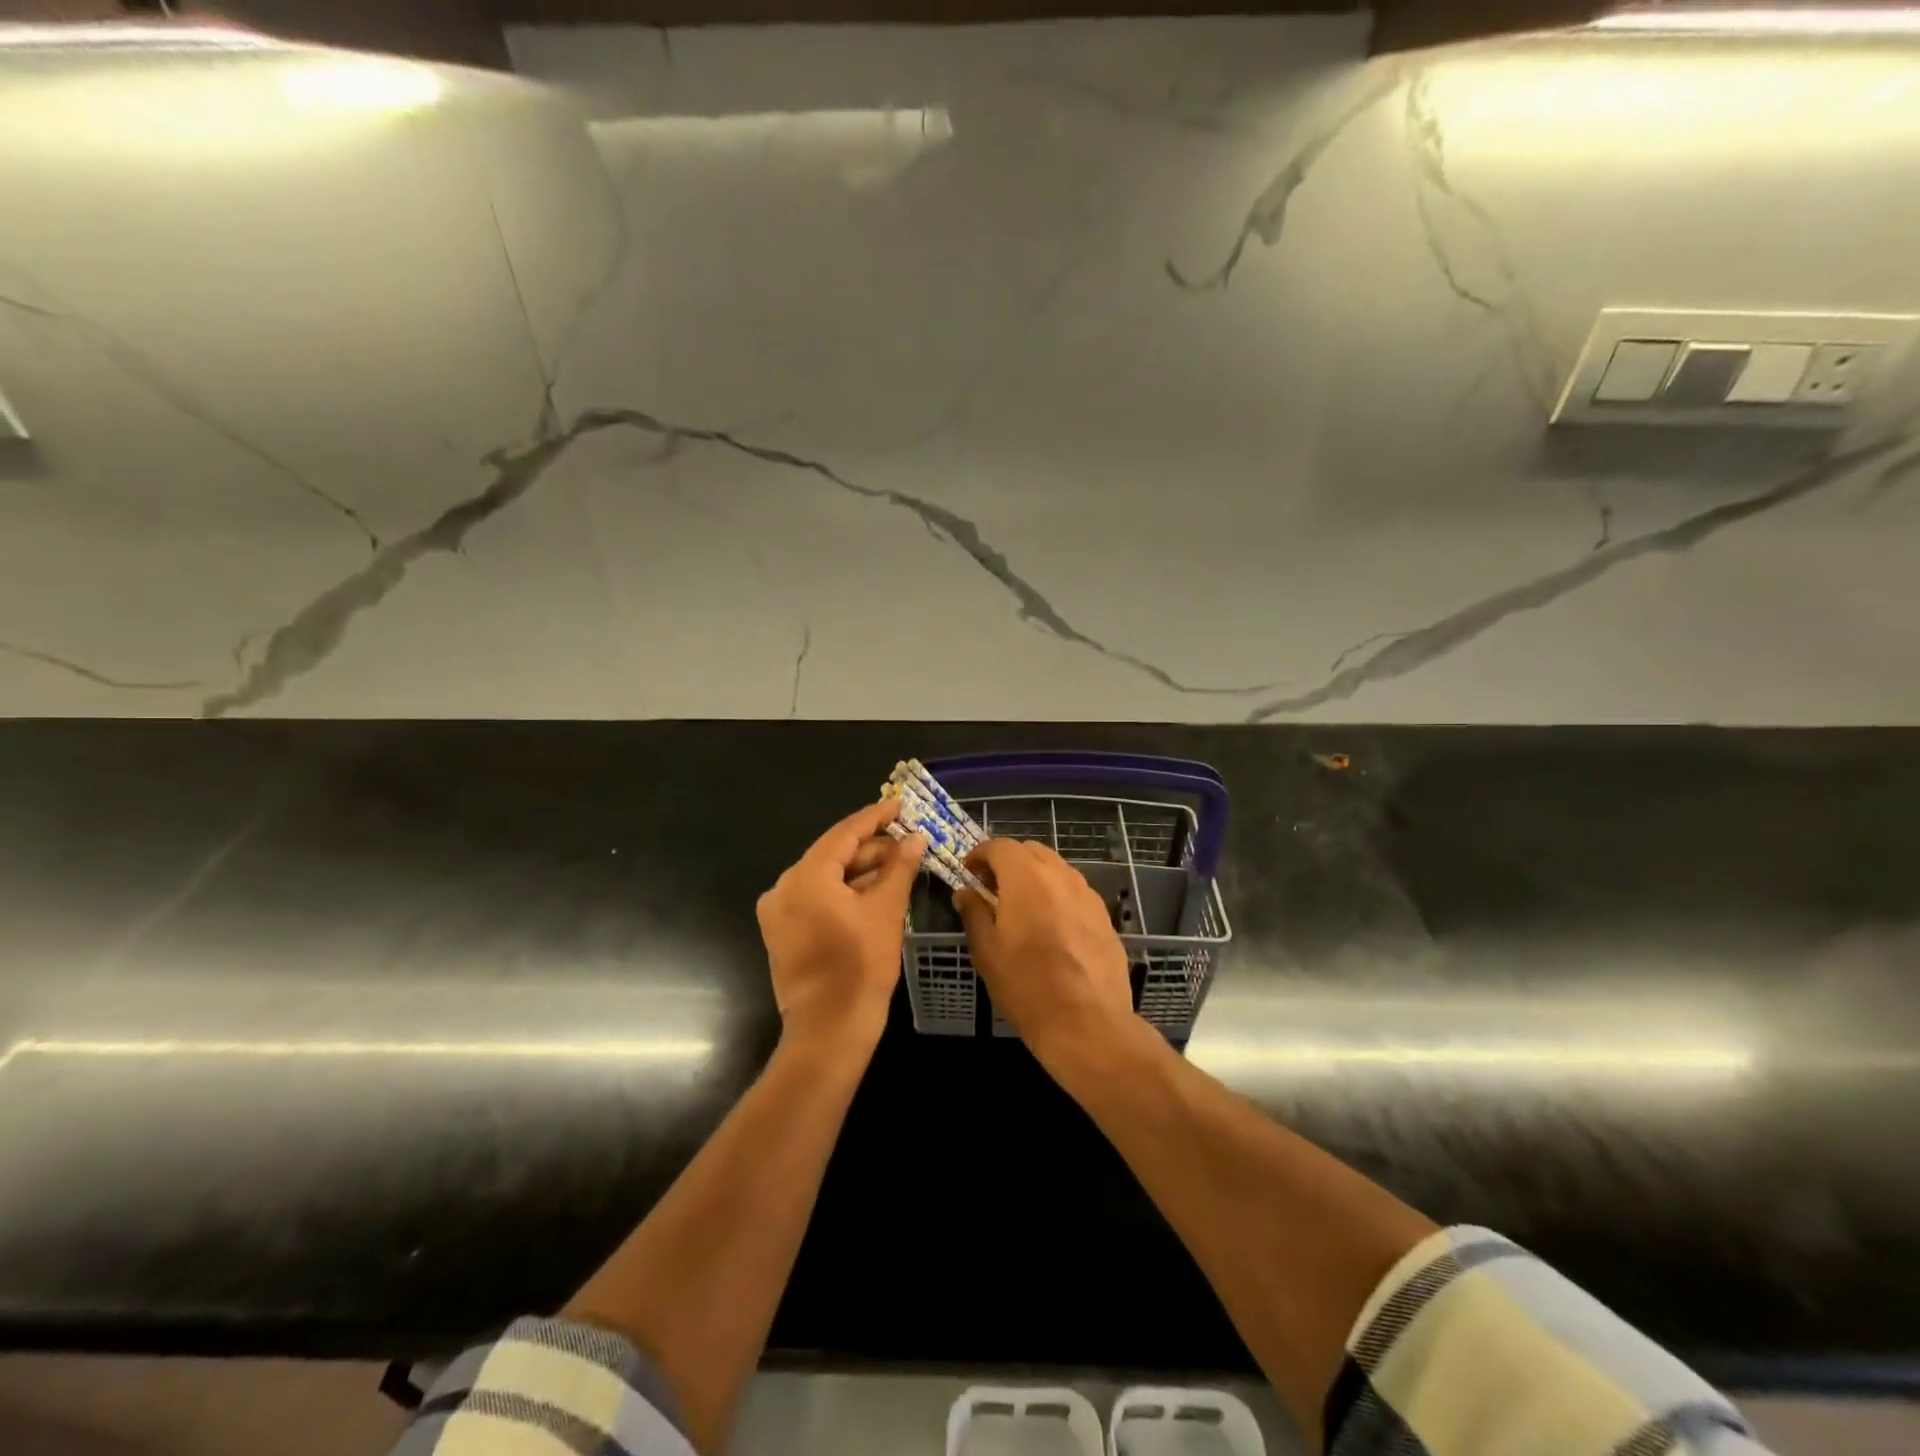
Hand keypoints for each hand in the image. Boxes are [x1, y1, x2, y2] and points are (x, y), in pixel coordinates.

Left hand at [757, 800, 926, 1053]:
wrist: (829, 1031)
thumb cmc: (861, 967)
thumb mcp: (887, 911)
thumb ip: (900, 867)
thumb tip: (916, 837)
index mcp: (806, 876)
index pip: (845, 833)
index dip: (875, 817)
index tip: (899, 803)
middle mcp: (784, 887)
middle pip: (833, 854)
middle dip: (872, 848)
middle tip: (907, 842)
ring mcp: (779, 912)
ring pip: (825, 877)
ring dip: (860, 871)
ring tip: (897, 867)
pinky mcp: (782, 932)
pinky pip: (816, 898)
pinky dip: (843, 892)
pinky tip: (873, 892)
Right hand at [955, 839, 1135, 1068]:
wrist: (1087, 1023)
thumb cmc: (1027, 986)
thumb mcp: (987, 951)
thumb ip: (974, 913)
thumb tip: (965, 892)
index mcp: (1026, 878)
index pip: (1000, 846)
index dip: (980, 854)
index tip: (968, 872)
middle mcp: (1060, 875)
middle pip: (1030, 850)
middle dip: (1008, 861)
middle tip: (992, 887)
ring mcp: (1087, 894)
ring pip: (1056, 868)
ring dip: (1034, 875)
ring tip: (1021, 906)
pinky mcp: (1104, 915)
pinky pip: (1074, 890)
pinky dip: (1056, 894)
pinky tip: (1050, 925)